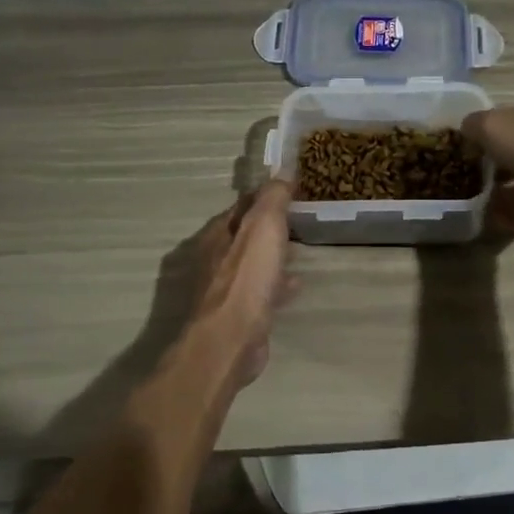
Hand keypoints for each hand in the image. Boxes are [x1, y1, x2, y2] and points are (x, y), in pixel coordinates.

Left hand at [186, 180, 294, 385]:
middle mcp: (214, 259)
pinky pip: (259, 291)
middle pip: (244, 236)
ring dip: (272, 257)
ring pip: (251, 264)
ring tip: (299, 253)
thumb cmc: (246, 280)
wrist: (228, 341)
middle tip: (297, 222)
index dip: (264, 197)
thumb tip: (282, 171)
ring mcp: (222, 289)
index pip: (240, 206)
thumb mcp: (263, 228)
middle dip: (268, 228)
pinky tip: (294, 288)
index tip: (289, 191)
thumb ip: (273, 199)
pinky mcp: (235, 315)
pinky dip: (276, 285)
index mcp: (216, 234)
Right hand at [461, 94, 513, 236]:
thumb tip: (465, 133)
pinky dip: (512, 213)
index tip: (465, 148)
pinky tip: (490, 220)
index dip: (486, 130)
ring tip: (473, 202)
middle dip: (492, 164)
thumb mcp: (492, 124)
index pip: (510, 115)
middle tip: (466, 177)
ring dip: (500, 191)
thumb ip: (472, 126)